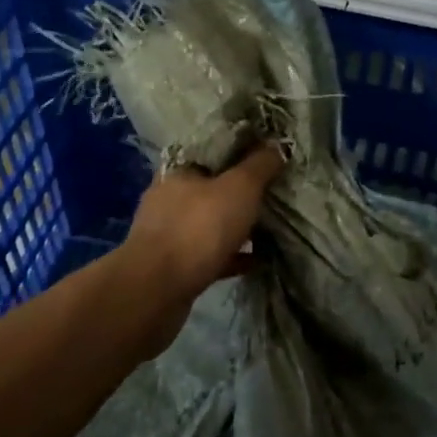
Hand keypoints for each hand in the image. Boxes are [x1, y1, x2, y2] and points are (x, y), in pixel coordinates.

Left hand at [115, 144, 285, 352]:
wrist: (158, 290)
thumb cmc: (198, 228)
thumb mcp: (239, 188)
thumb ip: (260, 165)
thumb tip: (278, 146)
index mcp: (179, 171)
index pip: (211, 152)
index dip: (240, 152)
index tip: (267, 158)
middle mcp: (169, 199)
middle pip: (211, 189)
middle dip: (240, 193)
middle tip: (273, 195)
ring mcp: (168, 235)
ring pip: (210, 224)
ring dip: (237, 226)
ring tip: (270, 228)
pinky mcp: (174, 267)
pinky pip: (210, 255)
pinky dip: (233, 256)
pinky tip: (257, 260)